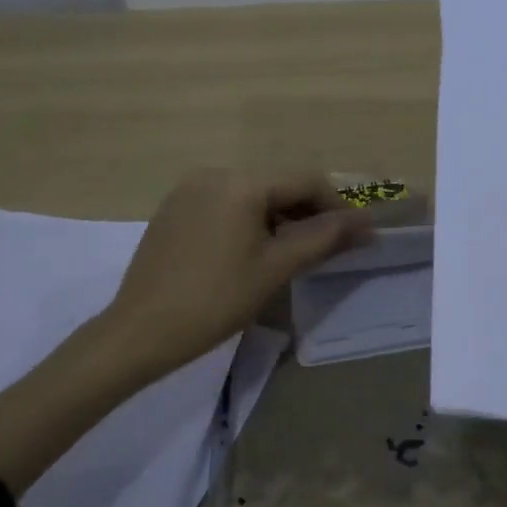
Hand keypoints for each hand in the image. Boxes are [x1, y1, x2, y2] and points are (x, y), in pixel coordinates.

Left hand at [102, 168, 371, 381]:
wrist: (139, 332)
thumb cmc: (216, 300)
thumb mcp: (276, 268)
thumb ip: (325, 238)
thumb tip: (367, 224)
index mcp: (241, 183)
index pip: (306, 181)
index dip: (337, 207)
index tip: (355, 237)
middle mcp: (214, 174)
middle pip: (278, 185)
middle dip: (308, 214)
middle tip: (326, 250)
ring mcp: (188, 190)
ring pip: (251, 196)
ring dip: (279, 219)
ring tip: (291, 255)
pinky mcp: (173, 209)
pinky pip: (224, 205)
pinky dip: (248, 222)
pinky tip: (250, 254)